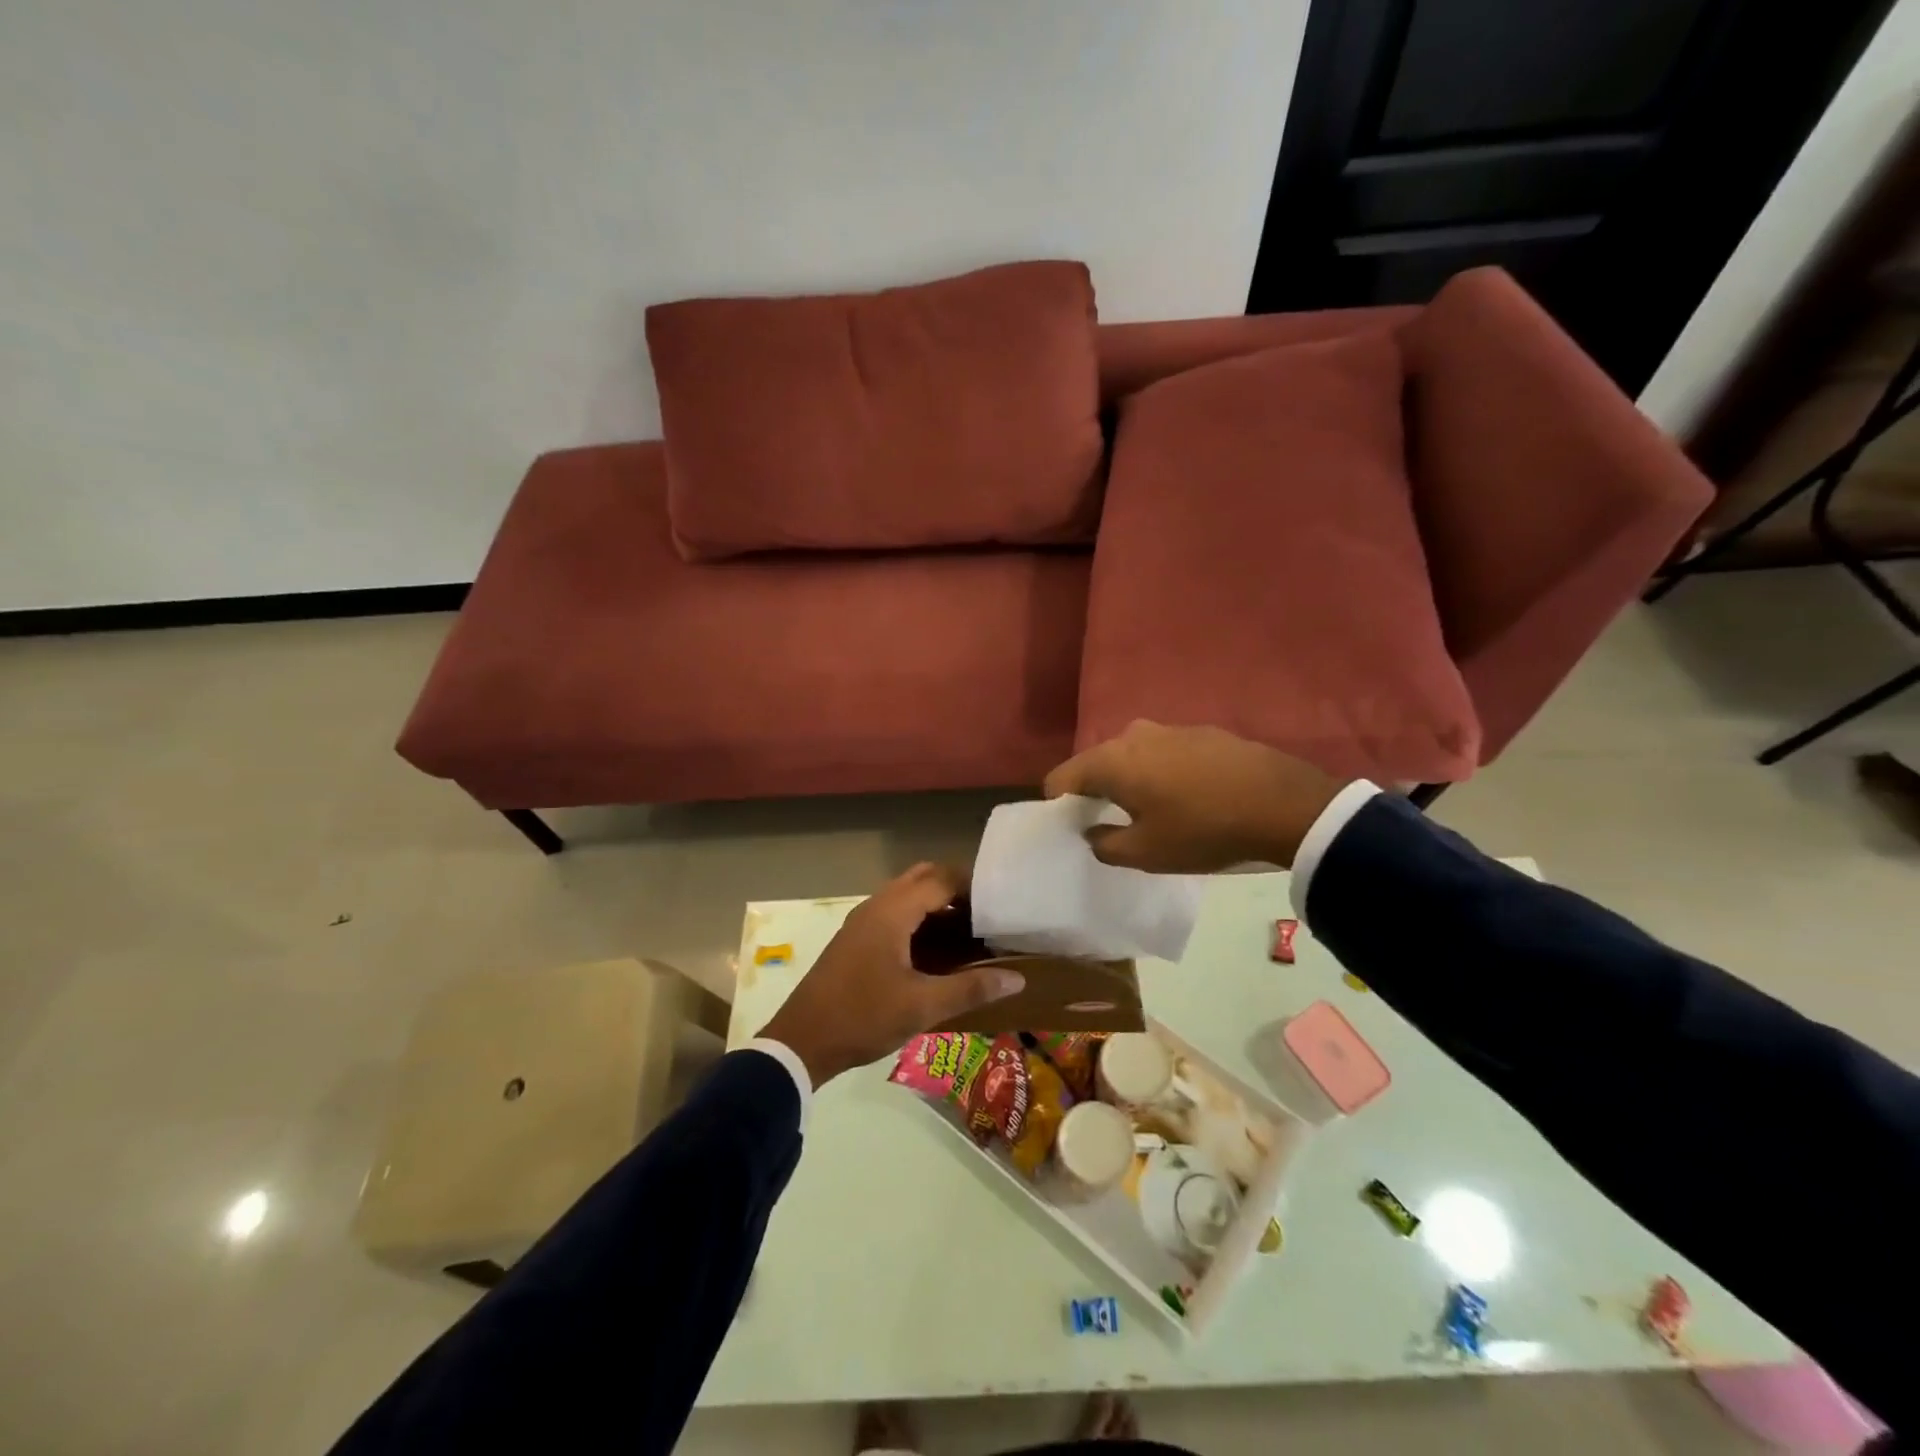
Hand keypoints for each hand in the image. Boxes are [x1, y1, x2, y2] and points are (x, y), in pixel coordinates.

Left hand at [760, 863, 1024, 1086]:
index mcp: (892, 911)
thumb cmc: (863, 1017)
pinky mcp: (856, 938)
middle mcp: (876, 906)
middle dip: (956, 889)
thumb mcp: (922, 1006)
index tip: (1002, 905)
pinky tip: (936, 950)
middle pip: (923, 878)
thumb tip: (1016, 978)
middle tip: (987, 916)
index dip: (973, 886)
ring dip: (936, 904)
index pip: (941, 879)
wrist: (801, 1041)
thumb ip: (970, 988)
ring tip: (969, 932)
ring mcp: (862, 921)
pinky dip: (919, 918)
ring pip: (907, 894)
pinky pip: (894, 912)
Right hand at [1042, 720, 1345, 871]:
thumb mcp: (1146, 853)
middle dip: (1096, 792)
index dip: (1059, 805)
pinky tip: (1188, 797)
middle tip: (1113, 824)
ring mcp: (1170, 728)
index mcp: (1110, 760)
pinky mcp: (1202, 732)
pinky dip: (1163, 773)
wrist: (1284, 804)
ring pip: (1133, 757)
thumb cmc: (1202, 830)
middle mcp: (1132, 735)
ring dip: (1132, 781)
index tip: (1073, 829)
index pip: (1061, 778)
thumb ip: (1104, 844)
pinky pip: (1164, 753)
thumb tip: (1093, 831)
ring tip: (1153, 811)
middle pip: (1096, 764)